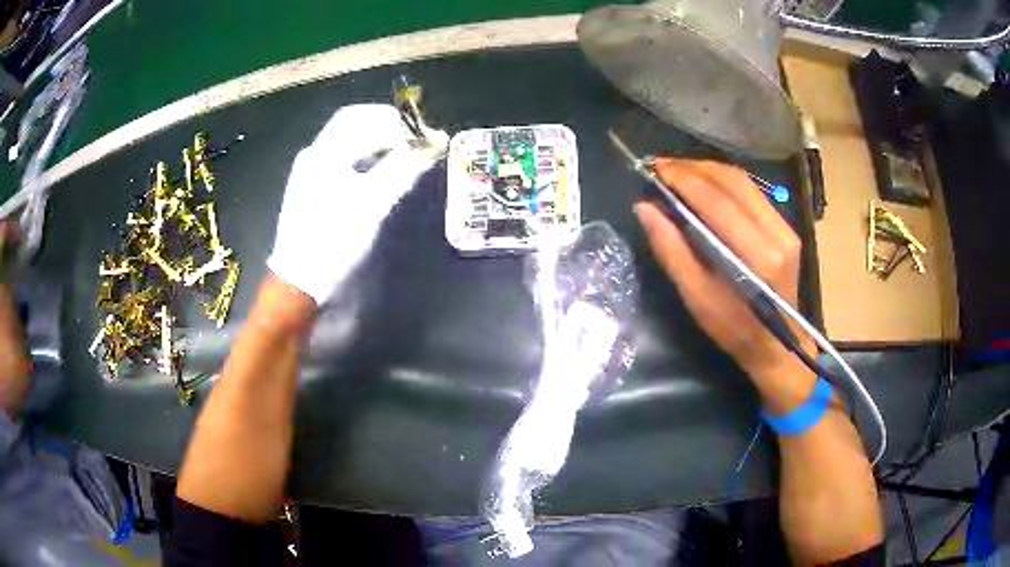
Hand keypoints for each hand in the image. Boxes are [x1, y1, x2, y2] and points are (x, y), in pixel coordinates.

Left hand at [267, 104, 445, 304]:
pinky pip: (339, 158)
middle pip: (351, 124)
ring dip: (374, 141)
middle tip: (412, 140)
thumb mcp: (372, 205)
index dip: (393, 120)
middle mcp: (313, 154)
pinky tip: (376, 170)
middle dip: (384, 127)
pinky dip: (362, 156)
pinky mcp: (308, 187)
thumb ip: (402, 169)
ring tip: (401, 154)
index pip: (361, 117)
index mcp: (324, 153)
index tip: (420, 133)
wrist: (298, 279)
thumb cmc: (335, 241)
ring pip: (345, 141)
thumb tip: (434, 142)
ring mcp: (307, 170)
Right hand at [635, 159, 815, 408]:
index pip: (717, 201)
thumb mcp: (697, 298)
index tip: (654, 169)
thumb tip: (644, 208)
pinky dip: (723, 181)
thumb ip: (672, 250)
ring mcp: (785, 228)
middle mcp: (776, 234)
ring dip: (707, 170)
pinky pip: (751, 191)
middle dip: (693, 168)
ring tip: (678, 172)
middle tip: (660, 167)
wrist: (777, 345)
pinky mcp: (786, 227)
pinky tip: (704, 184)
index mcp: (756, 258)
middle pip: (732, 181)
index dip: (684, 179)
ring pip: (743, 181)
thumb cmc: (734, 330)